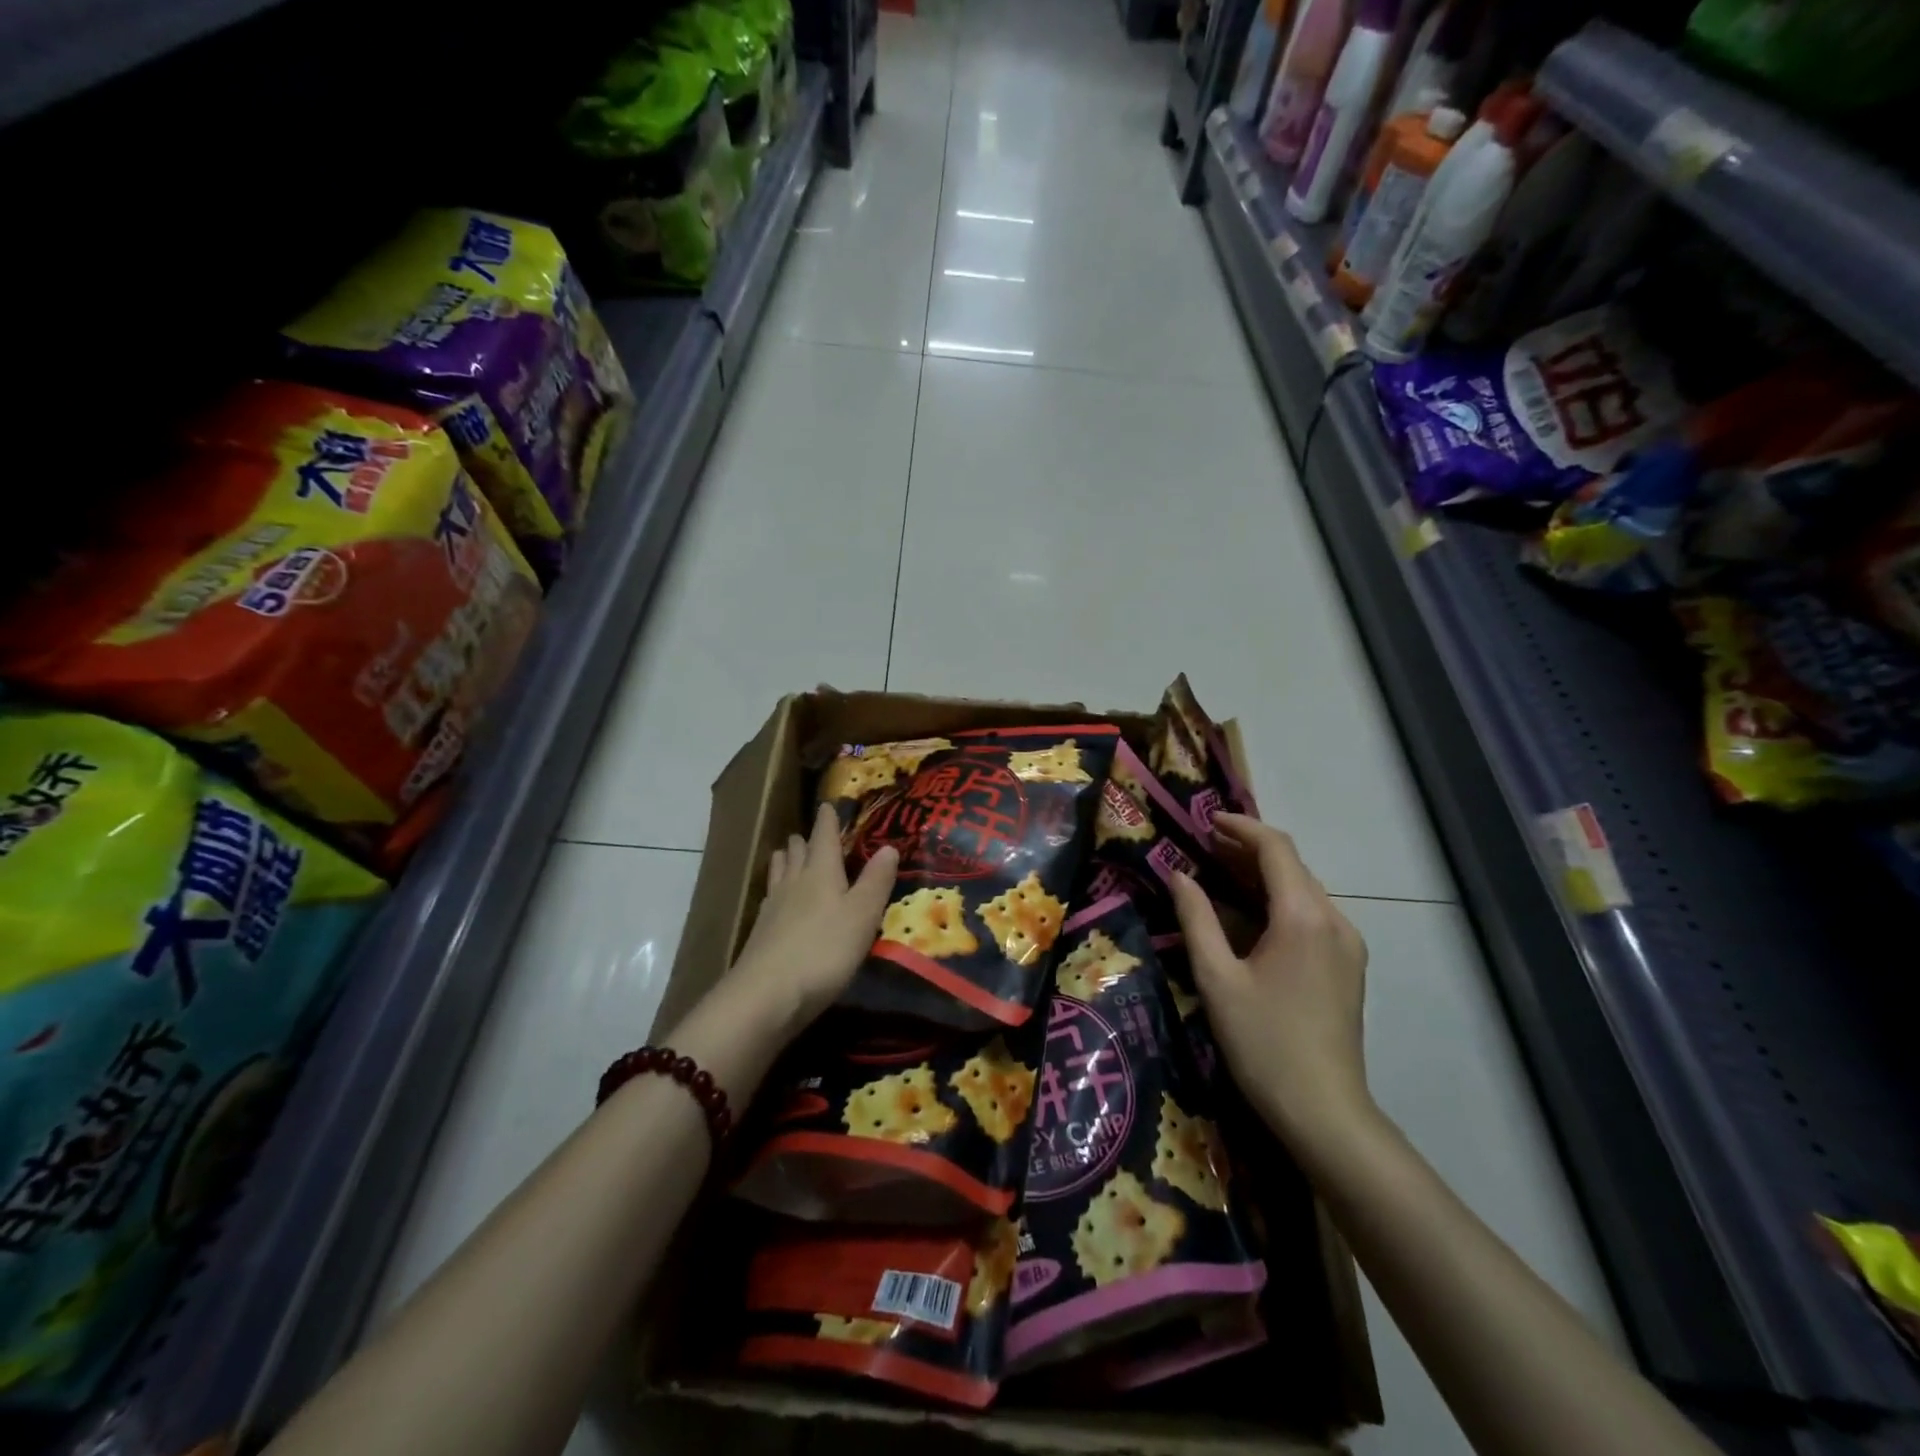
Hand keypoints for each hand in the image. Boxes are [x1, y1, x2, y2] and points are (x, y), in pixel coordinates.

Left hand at [726, 802, 898, 1035]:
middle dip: (804, 840)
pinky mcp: (760, 935)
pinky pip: (770, 899)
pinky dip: (777, 890)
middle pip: (796, 853)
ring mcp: (772, 909)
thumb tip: (889, 846)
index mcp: (820, 872)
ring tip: (789, 855)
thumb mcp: (862, 915)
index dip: (828, 821)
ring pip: (779, 873)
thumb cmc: (824, 950)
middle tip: (810, 834)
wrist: (766, 996)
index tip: (827, 805)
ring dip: (786, 861)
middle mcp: (793, 883)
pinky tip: (777, 902)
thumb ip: (876, 881)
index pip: (824, 837)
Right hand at [1169, 813, 1371, 1157]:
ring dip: (1262, 876)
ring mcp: (1347, 944)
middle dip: (1247, 850)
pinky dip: (1278, 902)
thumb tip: (1178, 875)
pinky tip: (1249, 917)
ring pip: (1303, 890)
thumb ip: (1196, 919)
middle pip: (1291, 866)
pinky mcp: (1348, 966)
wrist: (1324, 1111)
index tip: (1206, 820)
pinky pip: (1312, 915)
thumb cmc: (1263, 1042)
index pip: (1275, 848)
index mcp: (1303, 916)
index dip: (1240, 827)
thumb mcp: (1217, 978)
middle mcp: (1334, 920)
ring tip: (1218, 874)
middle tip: (1202, 847)